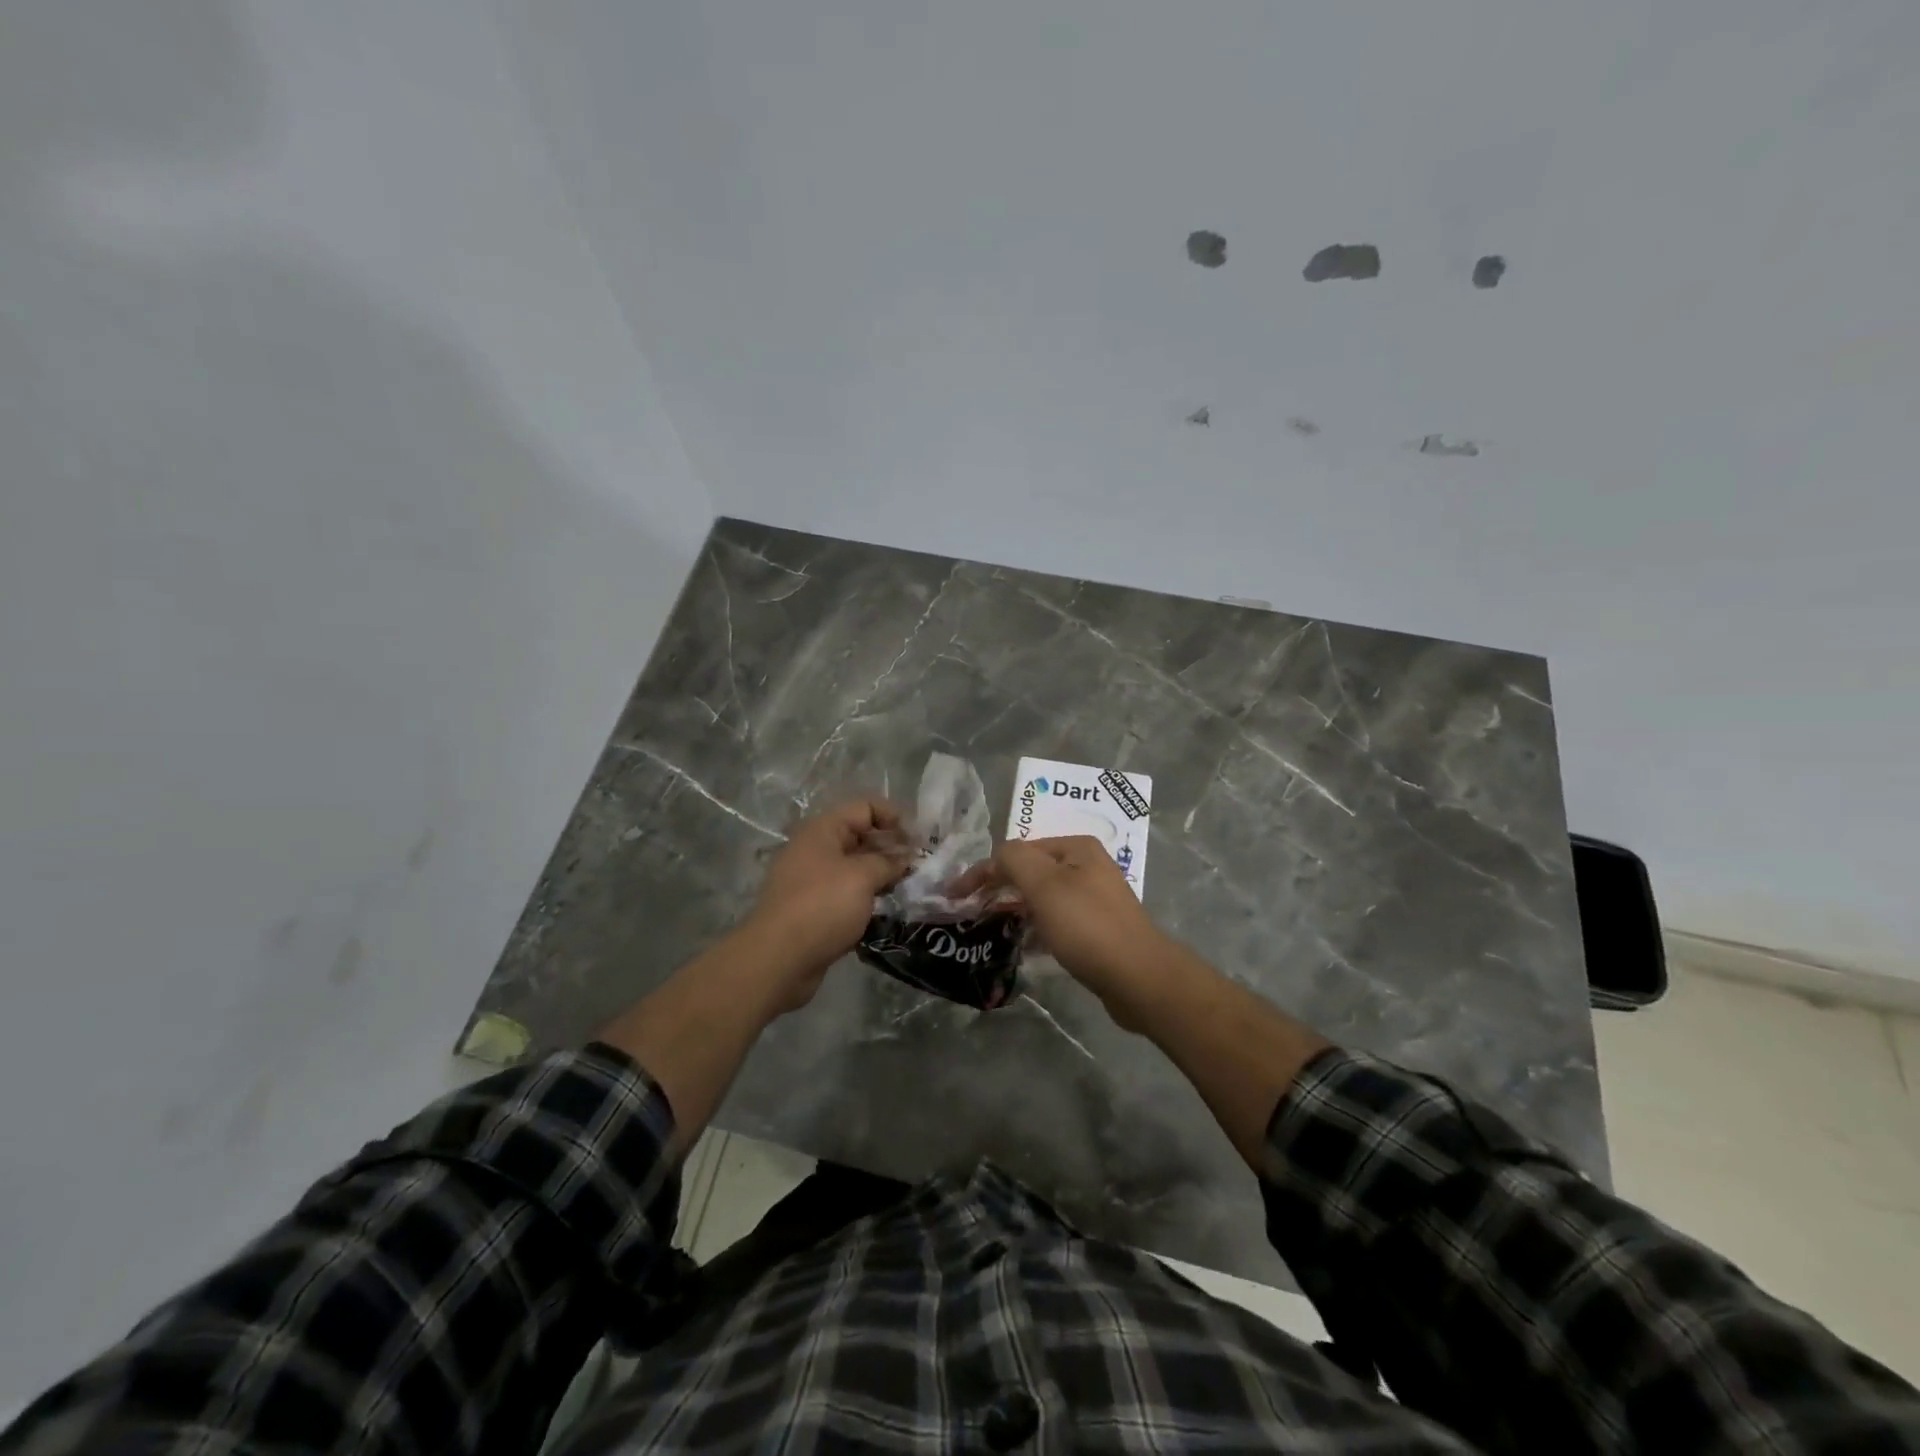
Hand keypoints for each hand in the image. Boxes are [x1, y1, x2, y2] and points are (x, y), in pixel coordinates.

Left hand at [744, 798, 911, 1010]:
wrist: (778, 959)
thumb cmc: (822, 906)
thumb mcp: (862, 876)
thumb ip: (888, 862)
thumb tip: (906, 858)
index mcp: (823, 830)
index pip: (865, 807)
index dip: (894, 817)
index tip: (920, 839)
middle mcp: (816, 849)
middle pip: (861, 836)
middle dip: (892, 848)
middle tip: (921, 866)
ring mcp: (813, 880)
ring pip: (856, 868)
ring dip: (882, 875)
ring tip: (910, 888)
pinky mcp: (815, 909)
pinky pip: (848, 894)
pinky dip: (868, 898)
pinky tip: (889, 909)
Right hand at [956, 836, 1175, 1029]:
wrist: (1139, 978)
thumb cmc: (1087, 926)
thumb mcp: (1044, 885)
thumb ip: (1014, 860)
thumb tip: (997, 856)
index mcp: (1076, 847)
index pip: (1017, 851)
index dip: (984, 871)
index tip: (955, 896)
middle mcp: (1087, 866)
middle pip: (1030, 872)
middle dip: (999, 889)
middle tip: (970, 912)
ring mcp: (1094, 898)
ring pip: (1042, 898)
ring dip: (1015, 909)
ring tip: (991, 928)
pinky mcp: (1097, 928)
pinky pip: (1056, 921)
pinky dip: (1036, 928)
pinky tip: (1022, 946)